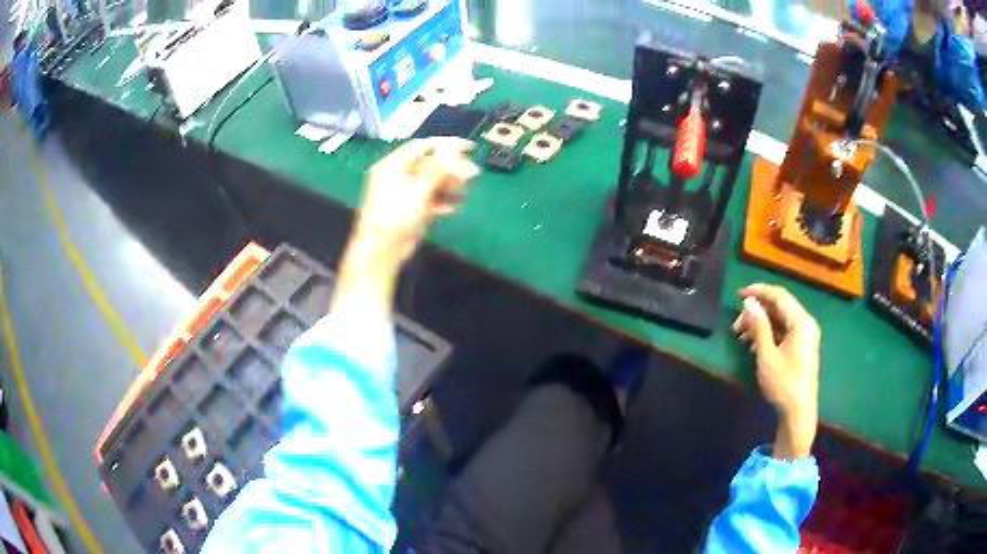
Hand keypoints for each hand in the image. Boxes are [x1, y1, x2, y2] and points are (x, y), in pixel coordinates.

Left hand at [354, 137, 478, 263]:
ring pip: (430, 183)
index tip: (469, 147)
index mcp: (392, 166)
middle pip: (428, 165)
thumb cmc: (396, 216)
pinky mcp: (409, 211)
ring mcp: (403, 194)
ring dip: (449, 186)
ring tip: (464, 193)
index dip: (447, 145)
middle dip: (451, 168)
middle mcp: (396, 176)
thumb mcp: (419, 188)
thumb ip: (438, 167)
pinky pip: (428, 200)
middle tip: (472, 174)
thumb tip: (455, 147)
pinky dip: (441, 201)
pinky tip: (453, 207)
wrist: (382, 252)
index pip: (422, 147)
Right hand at [734, 284, 820, 458]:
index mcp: (801, 322)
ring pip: (780, 319)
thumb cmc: (783, 384)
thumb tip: (749, 303)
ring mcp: (805, 335)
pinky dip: (769, 333)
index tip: (738, 295)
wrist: (799, 412)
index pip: (779, 296)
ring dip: (761, 323)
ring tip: (741, 336)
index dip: (758, 292)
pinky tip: (754, 346)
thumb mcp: (767, 356)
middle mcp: (806, 323)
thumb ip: (759, 326)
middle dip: (757, 311)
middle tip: (736, 325)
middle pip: (780, 306)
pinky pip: (784, 330)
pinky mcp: (802, 346)